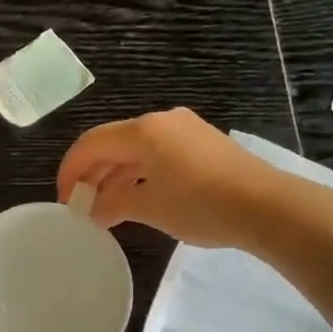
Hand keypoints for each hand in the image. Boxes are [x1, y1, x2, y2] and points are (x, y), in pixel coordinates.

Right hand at [57, 107, 284, 251]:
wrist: (268, 207)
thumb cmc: (201, 205)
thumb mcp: (150, 207)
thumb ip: (113, 203)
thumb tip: (92, 209)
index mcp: (143, 130)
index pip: (91, 143)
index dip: (70, 171)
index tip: (64, 201)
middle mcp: (162, 121)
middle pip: (114, 144)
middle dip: (93, 175)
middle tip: (81, 207)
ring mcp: (186, 130)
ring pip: (137, 151)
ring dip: (117, 177)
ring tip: (106, 210)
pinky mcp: (204, 145)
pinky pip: (159, 155)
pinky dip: (141, 175)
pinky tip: (139, 199)